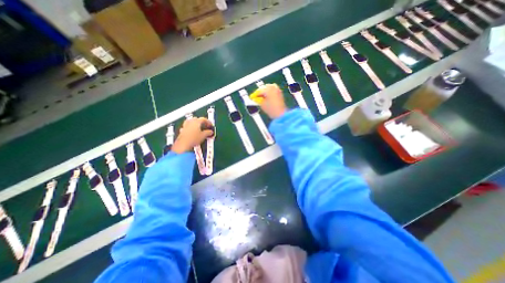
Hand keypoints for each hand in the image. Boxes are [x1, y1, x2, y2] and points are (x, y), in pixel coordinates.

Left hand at [173, 119, 212, 155]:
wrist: (183, 144)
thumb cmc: (194, 139)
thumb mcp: (204, 136)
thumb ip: (208, 132)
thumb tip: (210, 132)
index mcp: (196, 122)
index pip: (203, 119)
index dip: (208, 122)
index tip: (211, 125)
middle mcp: (190, 122)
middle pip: (196, 119)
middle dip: (201, 122)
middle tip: (205, 126)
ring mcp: (185, 126)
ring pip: (190, 122)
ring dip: (195, 124)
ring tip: (198, 128)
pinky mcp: (182, 130)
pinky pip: (187, 127)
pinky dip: (190, 128)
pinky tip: (192, 132)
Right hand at [255, 84, 284, 118]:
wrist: (280, 114)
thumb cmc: (271, 109)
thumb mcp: (262, 104)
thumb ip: (257, 100)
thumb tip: (255, 98)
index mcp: (268, 89)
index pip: (259, 90)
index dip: (254, 95)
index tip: (251, 97)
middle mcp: (274, 88)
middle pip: (264, 88)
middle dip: (260, 93)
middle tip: (256, 97)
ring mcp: (278, 90)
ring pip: (269, 89)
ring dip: (265, 93)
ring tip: (261, 98)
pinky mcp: (280, 94)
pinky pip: (273, 91)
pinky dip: (269, 94)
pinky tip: (267, 99)